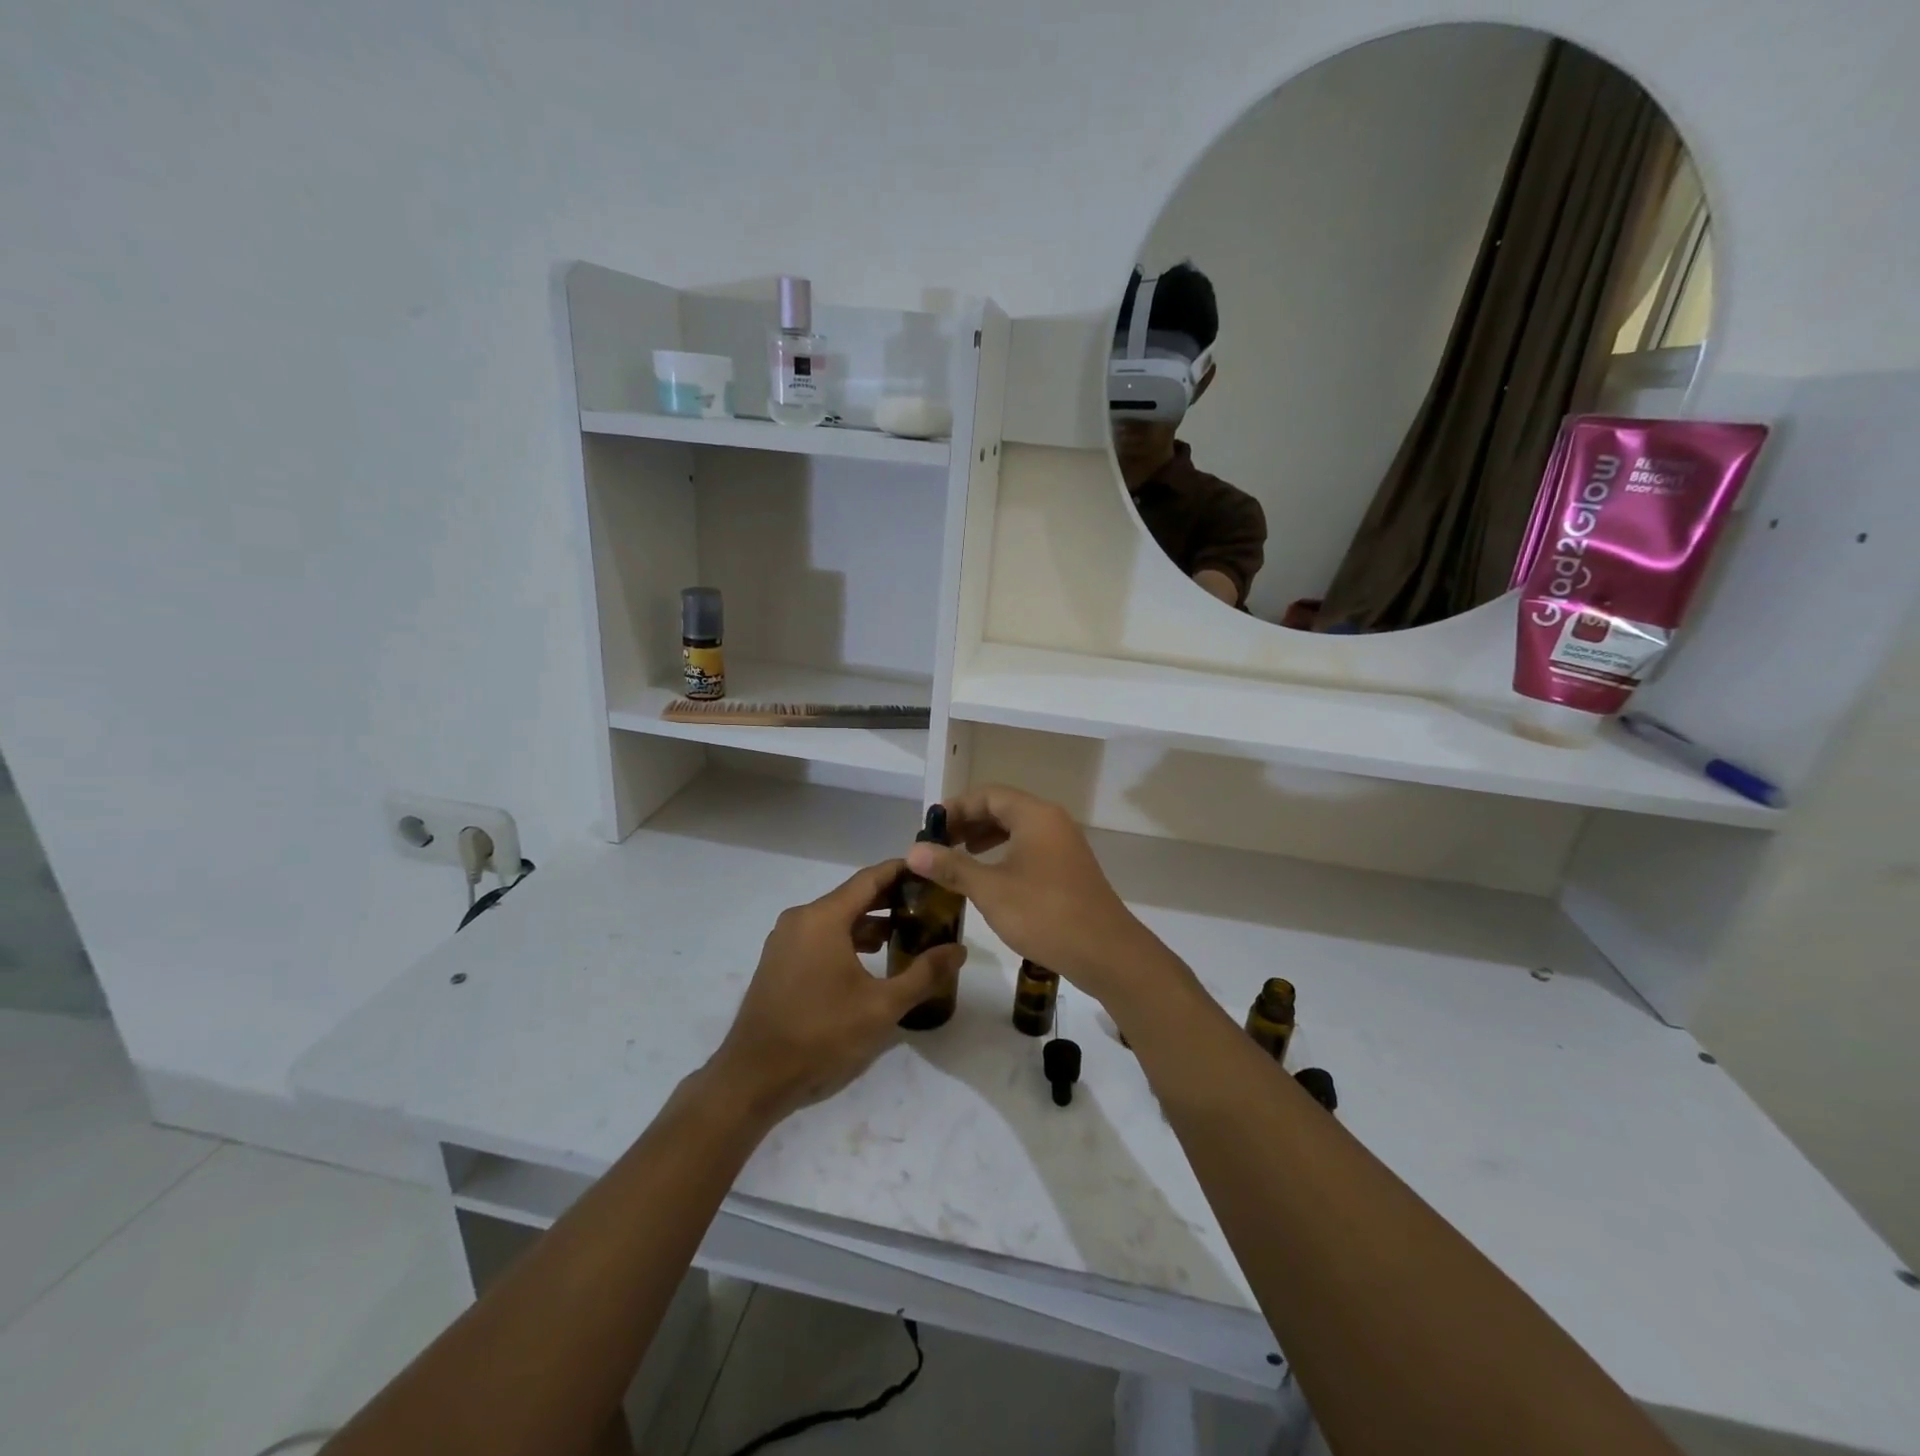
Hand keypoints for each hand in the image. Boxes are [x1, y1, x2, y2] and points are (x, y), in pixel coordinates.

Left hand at [708, 860, 966, 1124]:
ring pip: (836, 918)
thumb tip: (959, 950)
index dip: (902, 871)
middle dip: (891, 899)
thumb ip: (924, 974)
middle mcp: (801, 918)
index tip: (931, 870)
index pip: (870, 878)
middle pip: (853, 896)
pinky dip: (848, 938)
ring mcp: (786, 940)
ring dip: (870, 922)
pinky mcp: (779, 961)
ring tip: (907, 932)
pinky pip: (820, 936)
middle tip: (929, 905)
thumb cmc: (821, 1035)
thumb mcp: (881, 1007)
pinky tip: (871, 958)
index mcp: (823, 918)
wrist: (755, 1077)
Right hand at [905, 786, 1159, 1001]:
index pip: (988, 794)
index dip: (956, 807)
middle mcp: (1052, 821)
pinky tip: (990, 877)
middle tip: (939, 844)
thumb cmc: (1045, 914)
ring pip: (1018, 828)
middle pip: (1003, 808)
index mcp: (1035, 815)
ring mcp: (1064, 845)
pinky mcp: (1069, 868)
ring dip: (986, 838)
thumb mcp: (990, 890)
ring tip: (959, 856)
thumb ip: (952, 867)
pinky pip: (1030, 847)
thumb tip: (913, 850)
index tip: (930, 828)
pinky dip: (1005, 853)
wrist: (1106, 952)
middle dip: (968, 822)